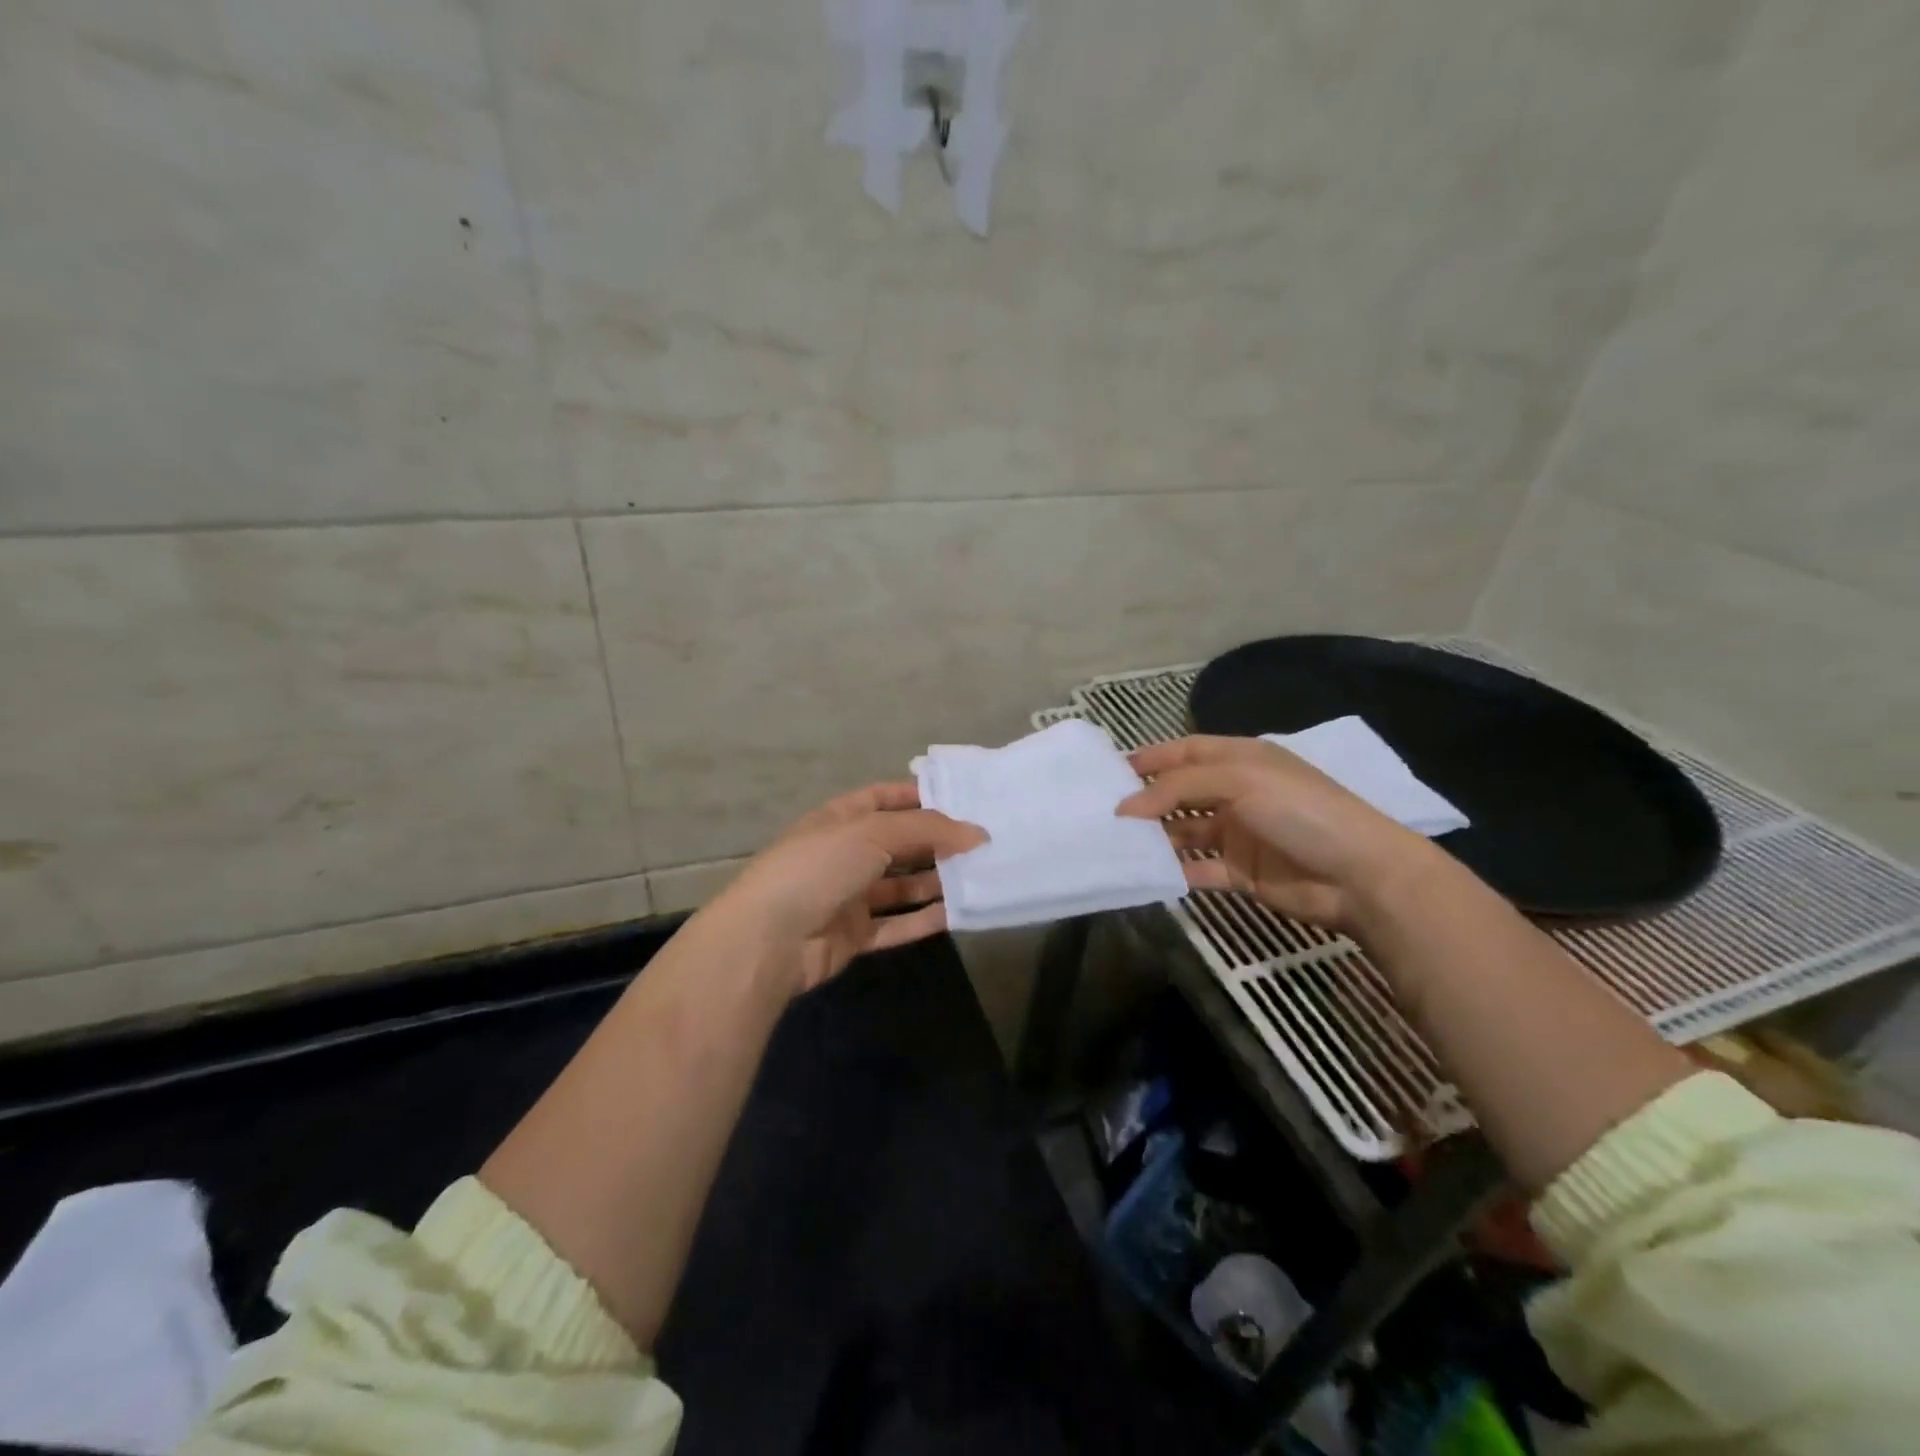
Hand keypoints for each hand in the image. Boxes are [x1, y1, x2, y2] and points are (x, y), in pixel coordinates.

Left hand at [709, 781, 986, 993]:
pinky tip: (958, 913)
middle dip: (935, 841)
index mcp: (839, 819)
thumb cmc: (818, 868)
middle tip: (982, 842)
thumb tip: (978, 833)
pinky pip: (896, 924)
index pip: (883, 798)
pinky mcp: (854, 935)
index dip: (918, 796)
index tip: (960, 800)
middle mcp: (844, 854)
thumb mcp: (872, 832)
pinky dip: (924, 919)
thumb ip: (927, 829)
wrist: (769, 940)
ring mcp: (848, 896)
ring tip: (979, 875)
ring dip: (935, 881)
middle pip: (897, 843)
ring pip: (900, 886)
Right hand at [1117, 735, 1433, 929]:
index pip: (1186, 751)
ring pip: (1184, 831)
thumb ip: (1179, 787)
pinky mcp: (1240, 872)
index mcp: (1241, 760)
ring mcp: (1238, 834)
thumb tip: (1126, 806)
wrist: (1360, 876)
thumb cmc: (1300, 811)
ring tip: (1116, 843)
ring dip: (1155, 836)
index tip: (1111, 772)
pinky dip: (1174, 871)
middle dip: (1146, 799)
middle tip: (1104, 811)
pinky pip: (1198, 868)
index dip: (1151, 758)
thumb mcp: (1239, 781)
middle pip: (1180, 792)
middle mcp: (1236, 793)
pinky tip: (1146, 873)